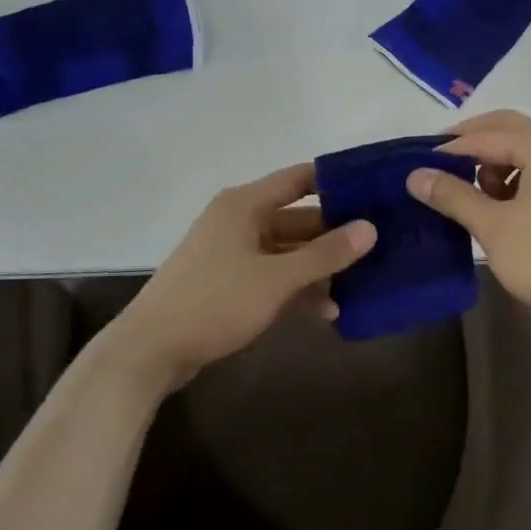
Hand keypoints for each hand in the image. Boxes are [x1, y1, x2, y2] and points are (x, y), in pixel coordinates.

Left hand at [112, 163, 375, 391]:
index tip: (375, 192)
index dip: (336, 182)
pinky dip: (297, 287)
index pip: (299, 179)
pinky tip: (327, 311)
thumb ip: (325, 254)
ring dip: (319, 268)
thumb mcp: (276, 279)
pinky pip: (273, 274)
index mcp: (245, 204)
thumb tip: (370, 228)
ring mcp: (232, 252)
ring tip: (360, 286)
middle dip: (335, 235)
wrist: (151, 350)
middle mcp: (239, 220)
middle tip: (379, 246)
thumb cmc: (215, 302)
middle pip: (297, 218)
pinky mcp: (229, 281)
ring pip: (287, 250)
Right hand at [407, 110, 530, 328]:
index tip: (421, 163)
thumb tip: (415, 174)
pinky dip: (521, 174)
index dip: (450, 148)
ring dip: (498, 161)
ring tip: (478, 193)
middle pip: (510, 129)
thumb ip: (453, 195)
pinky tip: (509, 204)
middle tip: (441, 162)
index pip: (486, 136)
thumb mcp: (493, 227)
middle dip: (474, 143)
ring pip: (530, 148)